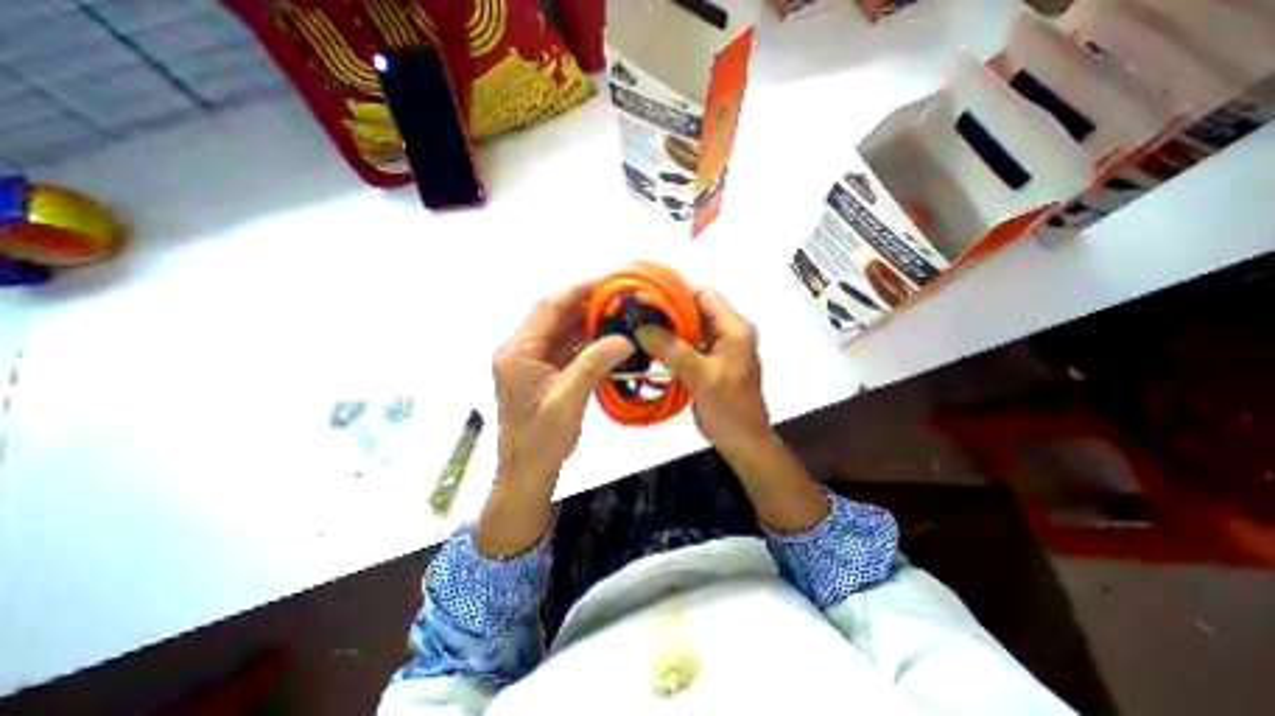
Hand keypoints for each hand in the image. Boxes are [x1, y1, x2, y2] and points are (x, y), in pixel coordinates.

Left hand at [479, 278, 631, 554]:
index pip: (548, 309)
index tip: (607, 279)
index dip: (578, 291)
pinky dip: (586, 340)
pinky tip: (608, 336)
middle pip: (555, 317)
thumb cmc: (541, 440)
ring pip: (562, 331)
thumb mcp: (568, 400)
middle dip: (586, 303)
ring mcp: (533, 362)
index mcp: (518, 353)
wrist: (527, 472)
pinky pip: (567, 348)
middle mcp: (522, 351)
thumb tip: (625, 338)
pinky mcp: (544, 373)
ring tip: (618, 311)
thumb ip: (594, 364)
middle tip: (618, 294)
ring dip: (588, 321)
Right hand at [635, 288, 766, 454]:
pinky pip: (685, 345)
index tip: (646, 287)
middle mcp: (726, 333)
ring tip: (637, 322)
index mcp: (733, 329)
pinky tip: (648, 344)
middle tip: (635, 307)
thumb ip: (672, 349)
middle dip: (666, 307)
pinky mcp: (706, 363)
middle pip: (694, 309)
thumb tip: (640, 327)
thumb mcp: (701, 376)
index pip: (704, 295)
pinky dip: (668, 343)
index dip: (675, 288)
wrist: (742, 441)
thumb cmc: (729, 408)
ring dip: (665, 326)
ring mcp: (716, 348)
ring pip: (688, 328)